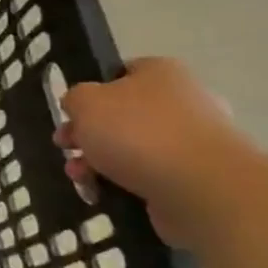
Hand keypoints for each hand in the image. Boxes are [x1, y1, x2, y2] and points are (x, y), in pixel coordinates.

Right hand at [57, 58, 256, 245]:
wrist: (201, 187)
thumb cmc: (137, 132)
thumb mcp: (85, 102)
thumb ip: (74, 98)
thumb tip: (80, 107)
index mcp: (161, 73)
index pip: (119, 74)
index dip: (90, 93)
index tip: (70, 115)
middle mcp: (182, 102)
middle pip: (122, 115)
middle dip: (88, 135)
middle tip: (66, 149)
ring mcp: (193, 141)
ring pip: (132, 148)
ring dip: (98, 162)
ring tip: (80, 179)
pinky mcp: (196, 177)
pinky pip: (149, 176)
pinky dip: (123, 184)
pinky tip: (103, 193)